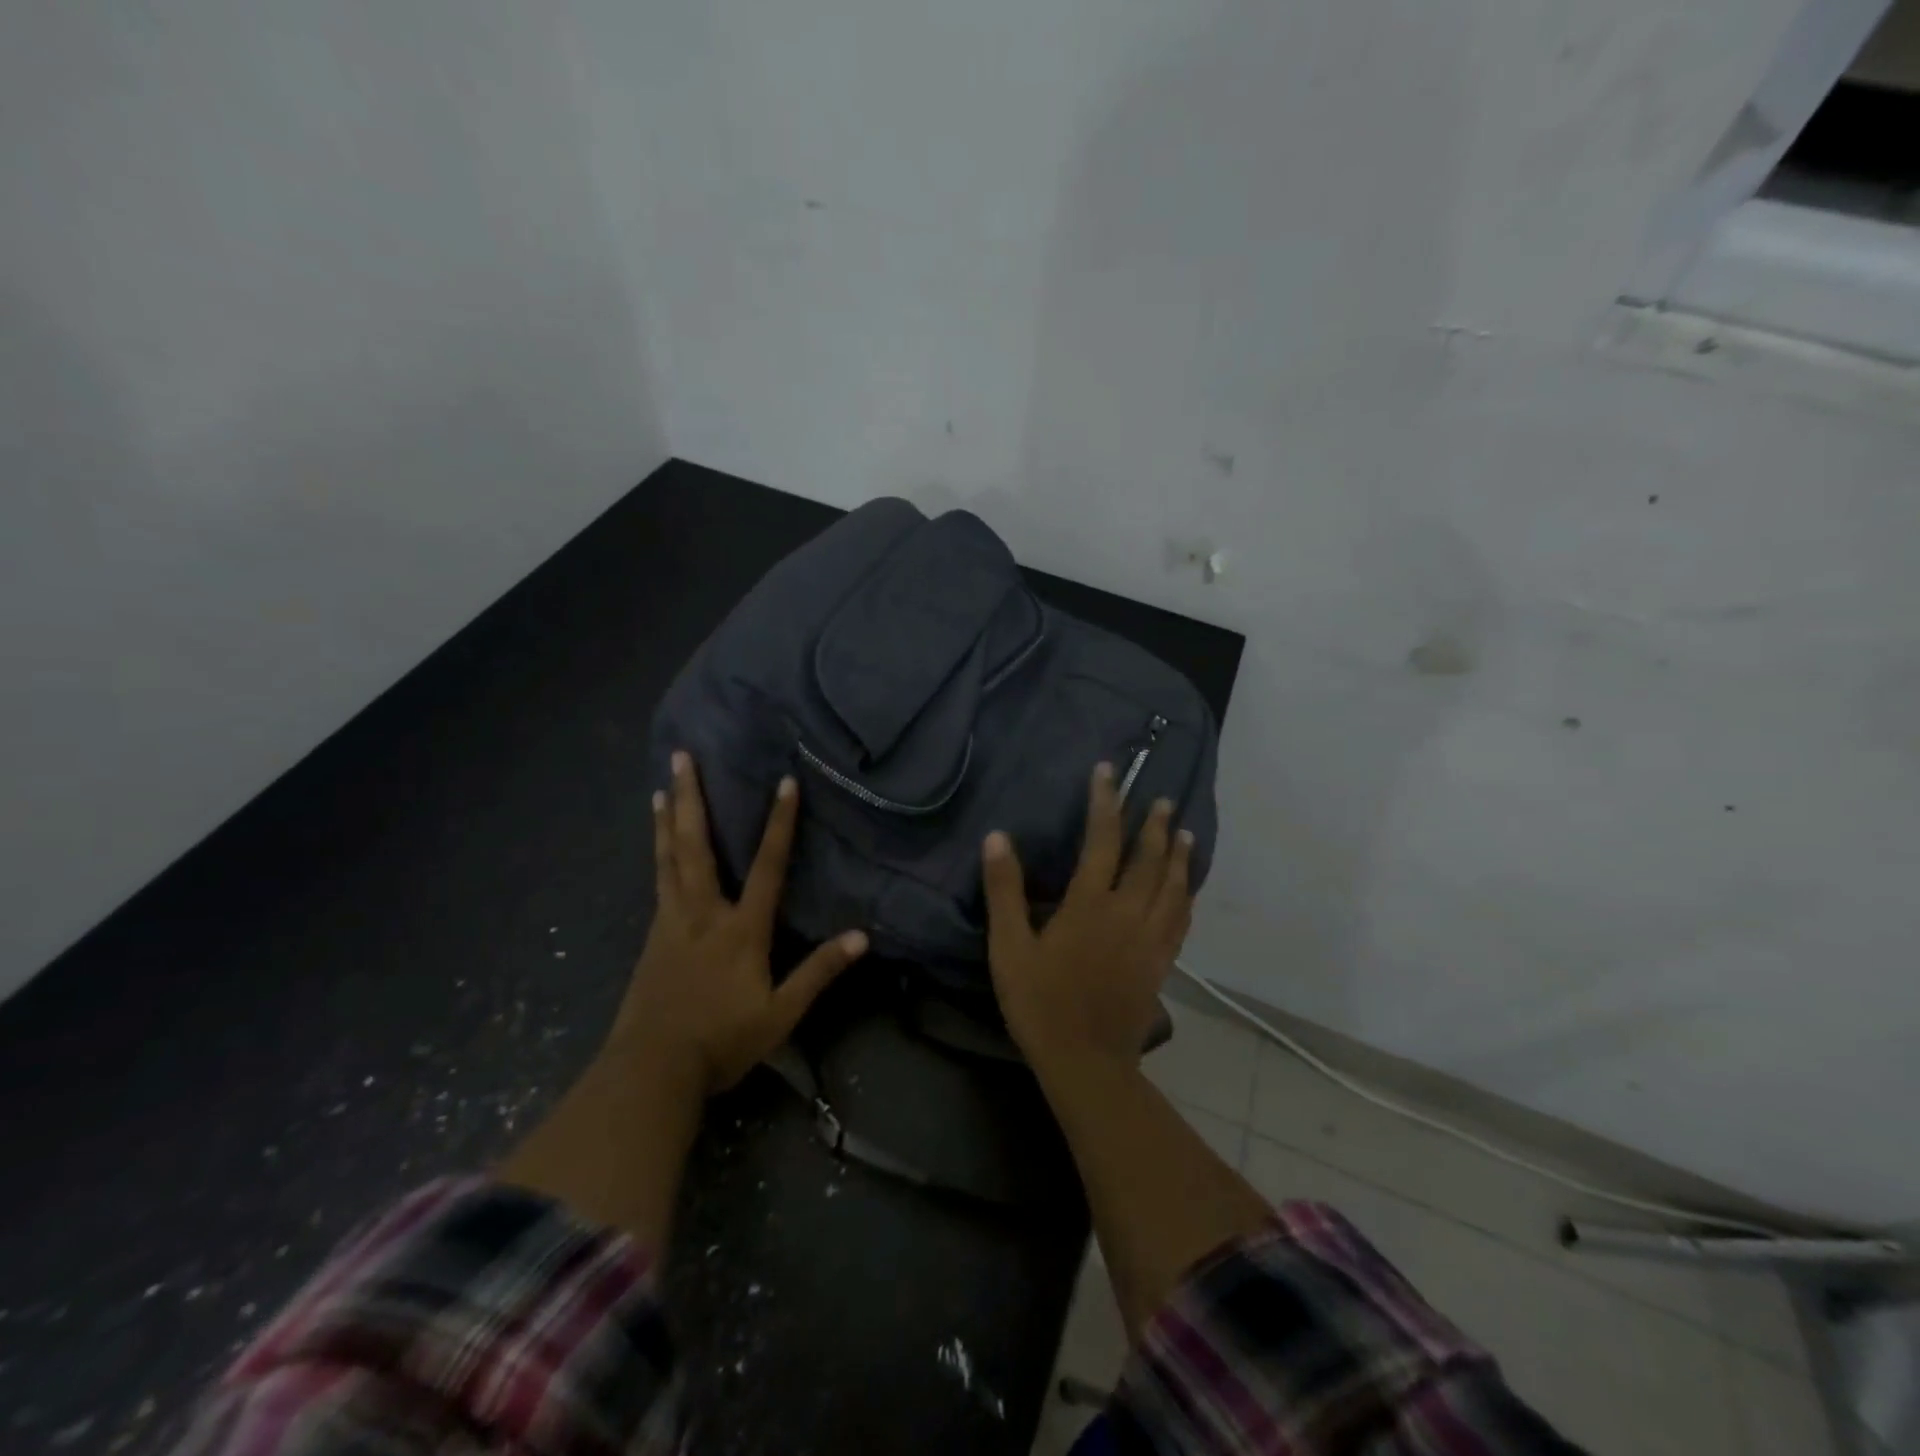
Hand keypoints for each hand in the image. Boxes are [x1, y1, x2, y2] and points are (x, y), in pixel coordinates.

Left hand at [611, 751, 868, 1093]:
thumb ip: (819, 972)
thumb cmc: (721, 1040)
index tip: (785, 782)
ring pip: (669, 858)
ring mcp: (671, 922)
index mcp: (740, 929)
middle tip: (682, 756)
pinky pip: (658, 881)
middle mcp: (703, 912)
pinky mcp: (652, 937)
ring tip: (661, 786)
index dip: (779, 824)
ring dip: (667, 819)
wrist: (650, 1070)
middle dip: (692, 798)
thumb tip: (861, 937)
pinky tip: (658, 845)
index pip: (767, 866)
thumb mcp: (780, 1014)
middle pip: (696, 846)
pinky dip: (658, 852)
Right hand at [981, 763, 1192, 1069]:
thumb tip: (998, 838)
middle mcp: (1127, 914)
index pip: (1101, 841)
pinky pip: (1180, 919)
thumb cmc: (1040, 1003)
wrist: (1086, 1062)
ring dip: (1178, 856)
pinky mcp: (1161, 963)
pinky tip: (1186, 888)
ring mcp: (1150, 939)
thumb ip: (1004, 891)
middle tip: (1162, 798)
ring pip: (1172, 887)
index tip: (1108, 772)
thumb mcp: (1009, 947)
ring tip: (1183, 832)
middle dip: (1154, 825)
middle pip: (1147, 859)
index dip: (1105, 803)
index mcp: (1089, 905)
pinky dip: (1185, 895)